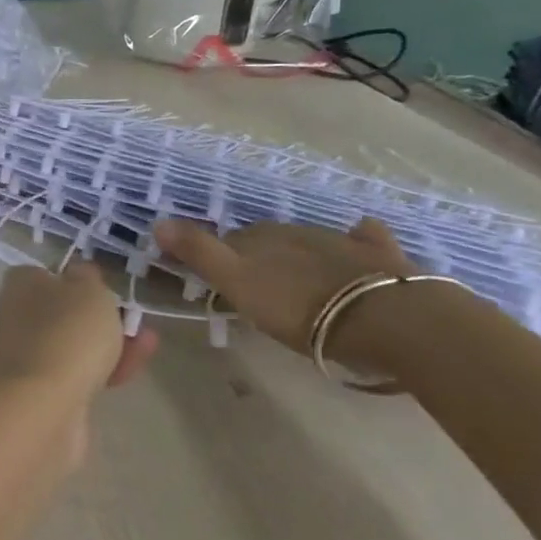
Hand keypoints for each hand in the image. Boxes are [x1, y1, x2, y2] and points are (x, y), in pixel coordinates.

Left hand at [0, 263, 159, 399]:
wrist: (44, 405)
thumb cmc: (67, 332)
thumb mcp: (88, 289)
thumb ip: (88, 277)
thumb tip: (80, 274)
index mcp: (20, 285)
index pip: (45, 273)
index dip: (76, 279)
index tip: (104, 287)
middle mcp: (15, 318)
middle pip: (63, 311)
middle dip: (101, 316)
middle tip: (132, 318)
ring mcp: (26, 357)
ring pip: (73, 344)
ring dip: (110, 342)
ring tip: (148, 342)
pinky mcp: (40, 391)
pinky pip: (77, 373)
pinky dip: (104, 369)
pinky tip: (132, 368)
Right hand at [152, 217, 412, 363]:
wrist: (382, 317)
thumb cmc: (300, 306)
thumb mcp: (238, 283)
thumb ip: (199, 253)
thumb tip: (158, 222)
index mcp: (262, 239)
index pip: (232, 241)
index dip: (222, 257)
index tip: (219, 281)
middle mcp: (297, 231)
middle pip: (269, 239)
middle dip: (260, 255)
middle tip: (258, 285)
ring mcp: (341, 241)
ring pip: (310, 239)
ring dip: (299, 253)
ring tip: (298, 279)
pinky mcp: (380, 255)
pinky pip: (365, 239)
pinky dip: (360, 238)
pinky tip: (362, 236)